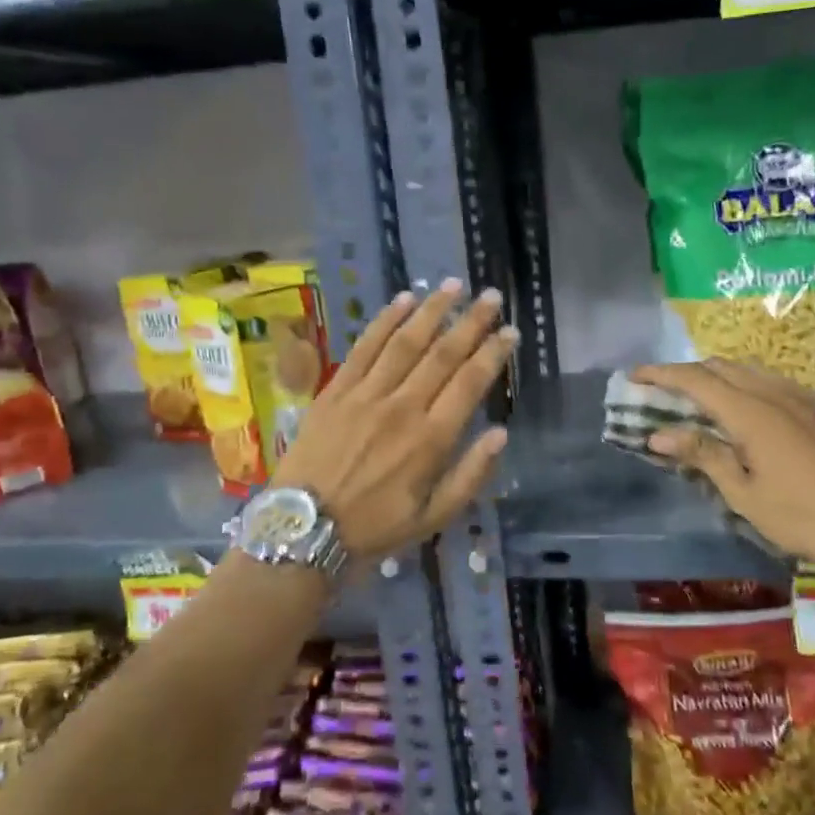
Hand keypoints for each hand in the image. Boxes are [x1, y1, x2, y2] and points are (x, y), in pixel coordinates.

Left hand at [272, 280, 514, 560]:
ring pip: (405, 342)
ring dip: (432, 310)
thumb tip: (501, 434)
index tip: (510, 332)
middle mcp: (402, 407)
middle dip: (471, 322)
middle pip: (443, 354)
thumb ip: (470, 475)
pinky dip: (385, 321)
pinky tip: (403, 300)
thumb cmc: (374, 527)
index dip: (493, 354)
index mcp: (430, 439)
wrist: (304, 528)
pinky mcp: (336, 390)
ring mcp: (366, 394)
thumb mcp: (433, 517)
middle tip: (490, 296)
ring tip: (453, 286)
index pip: (470, 383)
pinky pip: (364, 347)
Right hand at [631, 359, 814, 565]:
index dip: (661, 374)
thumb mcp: (744, 492)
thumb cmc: (800, 512)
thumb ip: (702, 455)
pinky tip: (740, 407)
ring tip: (697, 399)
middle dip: (687, 373)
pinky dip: (743, 385)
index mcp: (749, 412)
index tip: (634, 376)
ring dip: (716, 377)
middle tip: (662, 393)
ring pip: (747, 371)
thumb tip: (659, 435)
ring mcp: (798, 398)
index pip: (695, 379)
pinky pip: (769, 382)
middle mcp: (772, 393)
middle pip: (720, 367)